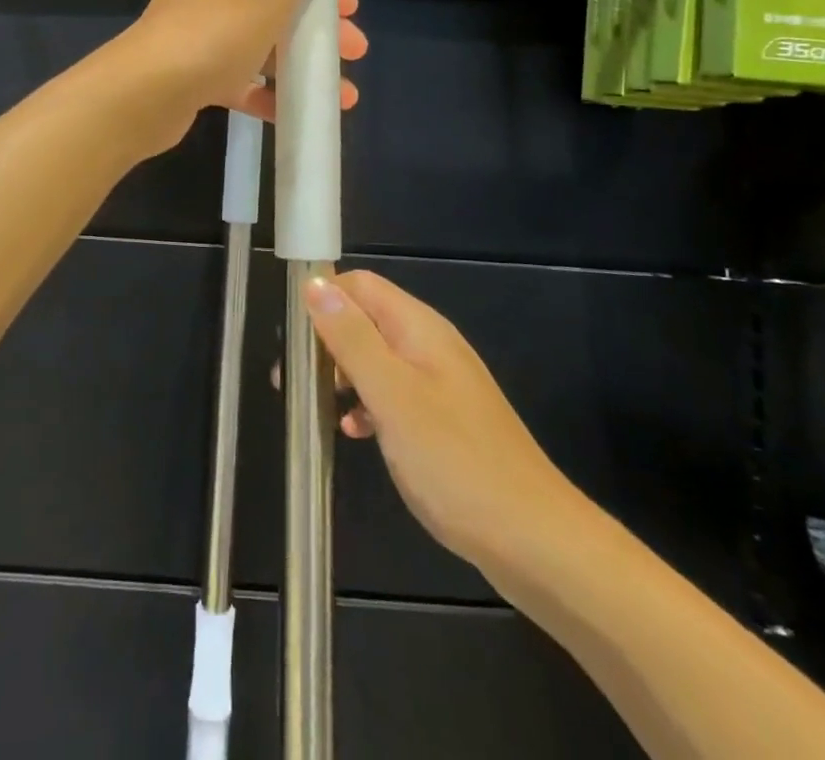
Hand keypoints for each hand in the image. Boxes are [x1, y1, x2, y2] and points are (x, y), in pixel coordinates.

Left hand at [116, 0, 365, 151]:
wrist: (148, 90)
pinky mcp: (192, 73)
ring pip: (260, 45)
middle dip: (318, 30)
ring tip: (341, 94)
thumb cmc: (218, 29)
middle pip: (276, 4)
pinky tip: (295, 113)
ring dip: (300, 66)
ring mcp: (198, 33)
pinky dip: (268, 93)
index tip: (351, 12)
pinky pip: (239, 80)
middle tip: (354, 53)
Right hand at [301, 271, 590, 595]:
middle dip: (327, 341)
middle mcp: (429, 345)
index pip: (360, 285)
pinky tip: (356, 433)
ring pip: (375, 358)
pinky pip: (392, 393)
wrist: (532, 539)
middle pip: (365, 319)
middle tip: (295, 380)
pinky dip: (367, 404)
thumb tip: (314, 284)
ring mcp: (438, 383)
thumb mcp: (392, 395)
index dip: (323, 298)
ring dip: (343, 375)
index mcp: (419, 328)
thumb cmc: (455, 461)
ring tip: (318, 408)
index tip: (292, 337)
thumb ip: (351, 338)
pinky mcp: (442, 419)